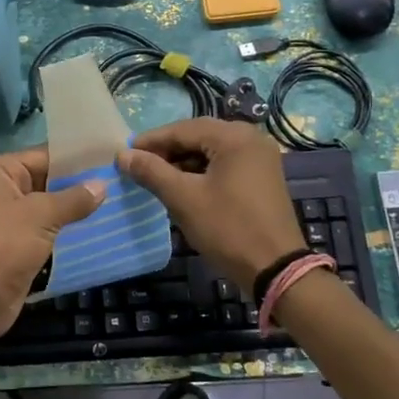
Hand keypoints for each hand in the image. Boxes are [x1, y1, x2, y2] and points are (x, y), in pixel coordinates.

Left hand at [0, 147, 104, 350]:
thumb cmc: (2, 248)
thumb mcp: (40, 216)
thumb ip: (73, 199)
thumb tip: (102, 185)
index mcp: (1, 171)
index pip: (46, 155)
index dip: (78, 157)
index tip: (113, 156)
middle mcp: (5, 188)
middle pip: (50, 178)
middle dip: (82, 182)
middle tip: (122, 178)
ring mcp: (12, 217)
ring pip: (52, 205)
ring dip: (79, 206)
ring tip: (119, 199)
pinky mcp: (21, 243)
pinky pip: (50, 227)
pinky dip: (70, 227)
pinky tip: (101, 225)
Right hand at [119, 119, 307, 290]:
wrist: (276, 269)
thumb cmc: (228, 228)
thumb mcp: (184, 198)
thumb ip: (152, 171)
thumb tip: (122, 155)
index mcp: (234, 136)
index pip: (182, 129)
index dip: (151, 141)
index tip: (124, 155)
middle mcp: (250, 138)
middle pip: (197, 136)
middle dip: (166, 151)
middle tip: (137, 167)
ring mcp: (260, 157)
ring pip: (210, 151)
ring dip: (183, 163)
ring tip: (155, 179)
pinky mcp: (262, 176)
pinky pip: (224, 164)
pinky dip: (201, 172)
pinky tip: (183, 187)